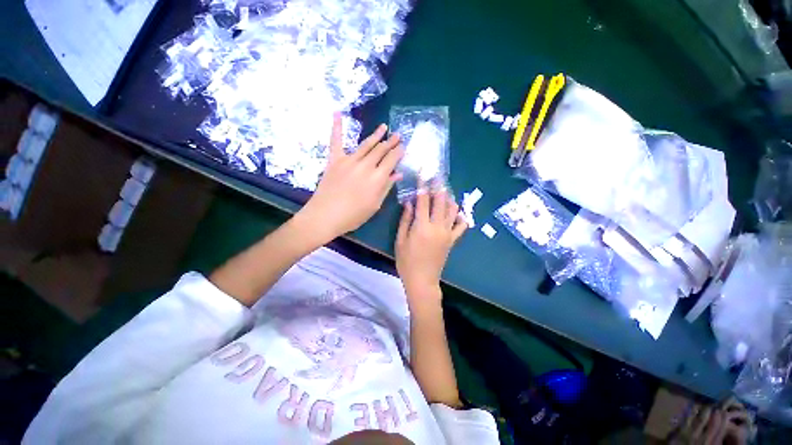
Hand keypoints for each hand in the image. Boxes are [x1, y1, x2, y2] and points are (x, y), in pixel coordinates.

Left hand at [298, 113, 403, 241]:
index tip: (403, 146)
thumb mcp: (375, 205)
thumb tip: (398, 174)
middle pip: (381, 150)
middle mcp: (365, 165)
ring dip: (376, 134)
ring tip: (384, 126)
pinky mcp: (334, 160)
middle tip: (397, 135)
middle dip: (390, 142)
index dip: (398, 152)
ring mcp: (349, 160)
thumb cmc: (353, 215)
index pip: (391, 160)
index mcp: (377, 178)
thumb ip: (386, 187)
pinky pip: (336, 141)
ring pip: (366, 144)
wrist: (325, 216)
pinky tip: (338, 113)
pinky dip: (336, 127)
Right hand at [395, 188, 466, 305]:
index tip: (423, 175)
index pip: (423, 201)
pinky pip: (461, 226)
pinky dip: (460, 217)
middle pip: (440, 201)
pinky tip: (456, 211)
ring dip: (449, 198)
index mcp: (422, 226)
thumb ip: (405, 220)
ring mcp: (447, 233)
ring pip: (452, 210)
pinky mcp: (452, 240)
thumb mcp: (400, 240)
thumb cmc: (407, 261)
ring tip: (444, 191)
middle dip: (438, 187)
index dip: (423, 186)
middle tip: (436, 178)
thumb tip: (409, 203)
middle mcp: (437, 227)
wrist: (422, 280)